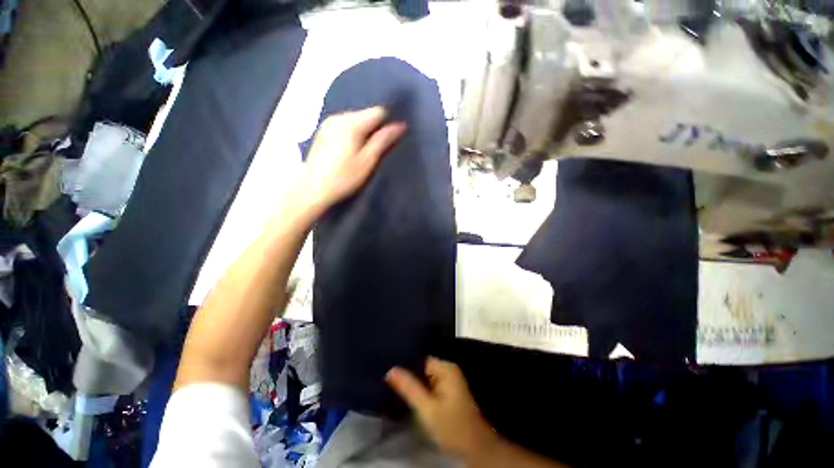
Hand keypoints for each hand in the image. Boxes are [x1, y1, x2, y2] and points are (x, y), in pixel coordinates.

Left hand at [299, 106, 405, 212]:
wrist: (313, 189)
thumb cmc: (343, 178)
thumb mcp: (367, 161)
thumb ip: (383, 141)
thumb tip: (400, 125)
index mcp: (351, 123)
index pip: (378, 112)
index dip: (388, 124)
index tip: (392, 140)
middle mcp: (339, 117)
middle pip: (366, 115)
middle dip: (375, 129)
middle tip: (377, 151)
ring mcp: (329, 123)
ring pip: (356, 121)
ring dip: (364, 133)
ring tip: (364, 153)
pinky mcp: (323, 131)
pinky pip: (345, 126)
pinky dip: (353, 135)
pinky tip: (350, 152)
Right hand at [386, 358, 498, 459]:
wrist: (474, 448)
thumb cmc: (451, 426)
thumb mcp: (427, 408)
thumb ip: (409, 387)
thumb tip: (390, 369)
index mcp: (446, 367)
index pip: (420, 358)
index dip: (405, 363)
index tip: (389, 367)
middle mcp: (448, 369)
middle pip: (422, 366)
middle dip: (408, 374)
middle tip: (388, 379)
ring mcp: (449, 380)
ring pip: (425, 376)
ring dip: (413, 382)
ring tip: (393, 384)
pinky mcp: (447, 391)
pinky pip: (429, 384)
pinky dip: (419, 389)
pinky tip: (408, 393)